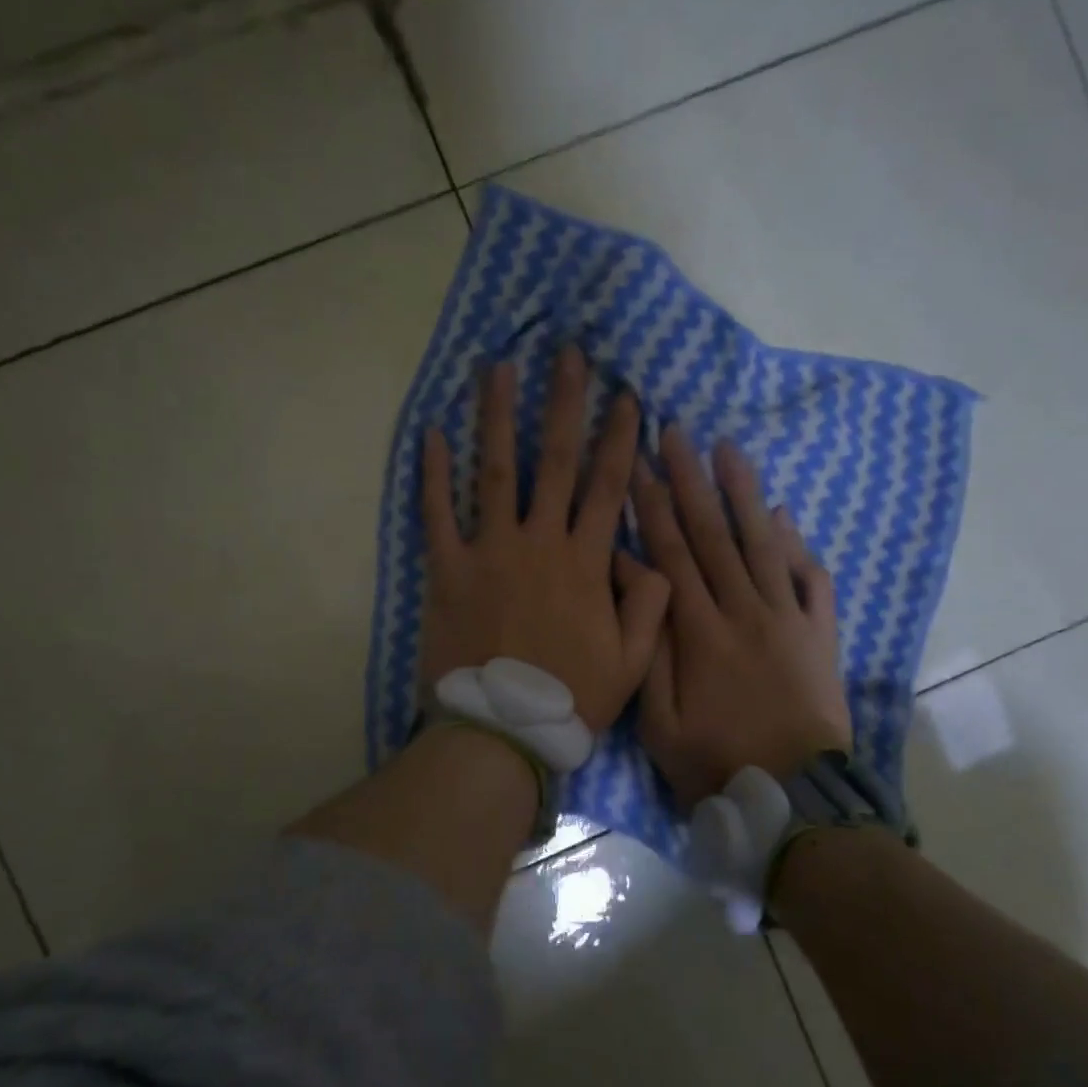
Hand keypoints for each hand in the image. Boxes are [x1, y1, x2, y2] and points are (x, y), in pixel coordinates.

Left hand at [420, 350, 670, 731]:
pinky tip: (432, 432)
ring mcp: (489, 551)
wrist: (500, 731)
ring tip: (498, 368)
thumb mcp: (633, 661)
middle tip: (568, 355)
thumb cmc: (569, 699)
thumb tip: (655, 558)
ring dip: (497, 415)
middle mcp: (540, 542)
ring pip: (495, 470)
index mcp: (586, 562)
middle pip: (555, 460)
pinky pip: (437, 512)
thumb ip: (649, 605)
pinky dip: (433, 473)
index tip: (627, 396)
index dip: (620, 439)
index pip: (608, 487)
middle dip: (564, 403)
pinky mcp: (446, 568)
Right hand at [633, 427, 851, 807]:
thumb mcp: (658, 720)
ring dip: (743, 493)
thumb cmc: (715, 761)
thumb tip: (633, 583)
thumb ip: (648, 646)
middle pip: (713, 534)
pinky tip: (783, 514)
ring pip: (762, 543)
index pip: (670, 552)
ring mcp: (788, 619)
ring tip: (728, 448)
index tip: (636, 463)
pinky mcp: (820, 635)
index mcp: (699, 630)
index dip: (651, 505)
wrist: (795, 799)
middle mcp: (744, 610)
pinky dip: (797, 544)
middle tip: (675, 432)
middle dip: (691, 480)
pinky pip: (810, 579)